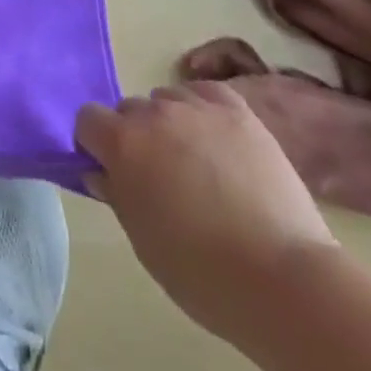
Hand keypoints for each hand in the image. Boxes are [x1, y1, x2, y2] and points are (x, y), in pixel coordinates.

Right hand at [76, 82, 337, 341]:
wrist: (284, 278)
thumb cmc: (202, 273)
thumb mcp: (143, 242)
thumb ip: (116, 195)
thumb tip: (102, 171)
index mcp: (122, 144)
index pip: (87, 119)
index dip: (96, 145)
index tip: (112, 172)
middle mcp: (153, 113)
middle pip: (129, 110)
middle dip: (136, 136)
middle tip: (160, 177)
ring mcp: (196, 107)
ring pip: (167, 100)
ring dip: (170, 124)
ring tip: (197, 162)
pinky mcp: (236, 110)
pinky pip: (205, 92)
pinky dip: (203, 108)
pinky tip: (216, 138)